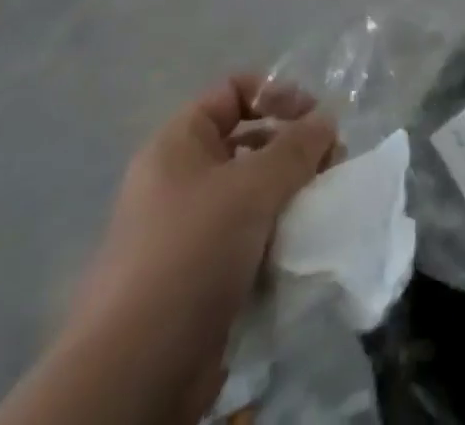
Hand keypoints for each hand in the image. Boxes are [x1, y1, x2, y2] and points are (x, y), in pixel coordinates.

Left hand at [62, 77, 337, 421]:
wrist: (135, 373)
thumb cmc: (191, 254)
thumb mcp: (252, 187)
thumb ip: (297, 146)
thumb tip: (326, 119)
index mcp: (178, 144)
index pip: (233, 91)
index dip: (275, 93)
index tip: (313, 118)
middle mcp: (181, 179)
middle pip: (249, 139)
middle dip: (294, 147)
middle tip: (330, 165)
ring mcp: (189, 229)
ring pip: (253, 190)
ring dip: (291, 193)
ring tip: (320, 207)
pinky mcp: (202, 274)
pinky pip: (249, 234)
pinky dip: (277, 233)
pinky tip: (300, 244)